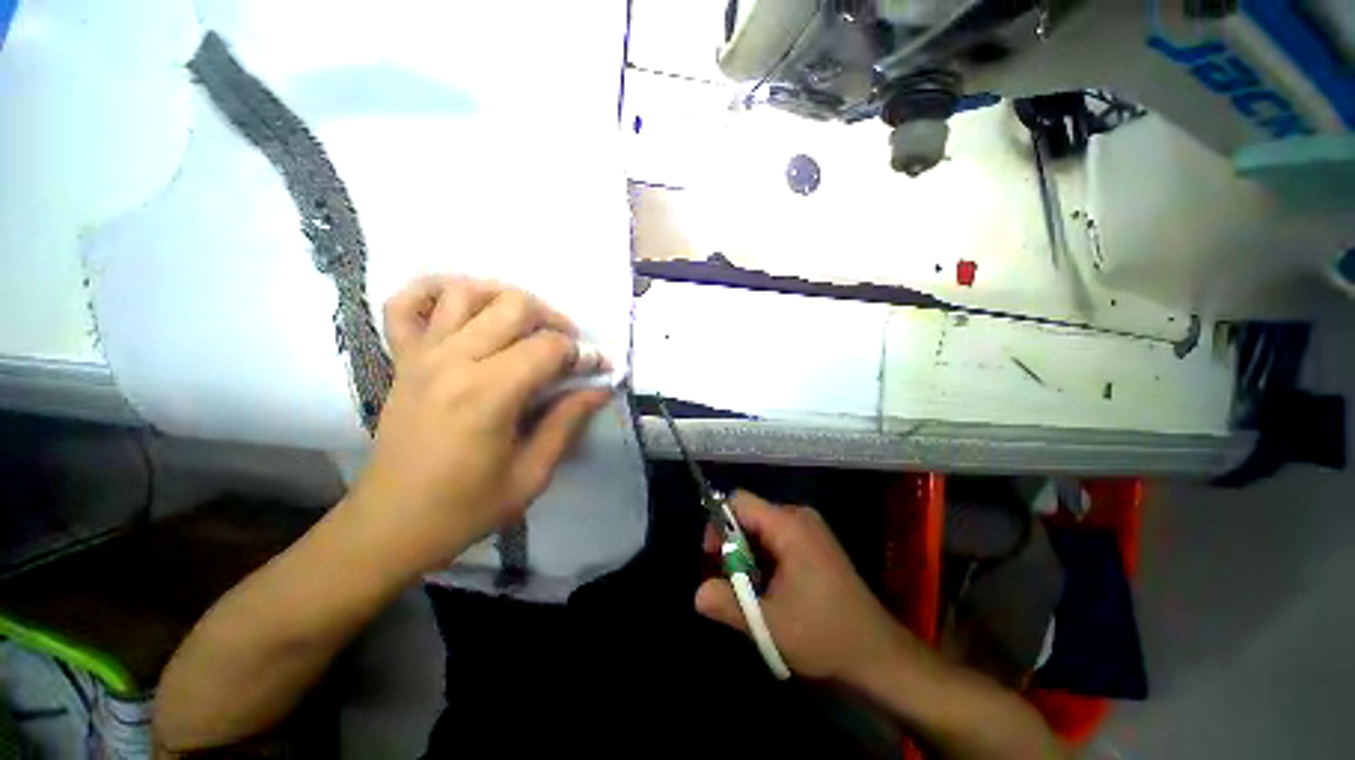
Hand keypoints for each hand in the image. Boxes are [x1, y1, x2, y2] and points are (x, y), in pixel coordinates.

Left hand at [342, 276, 611, 577]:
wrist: (391, 523)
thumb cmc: (465, 507)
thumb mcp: (532, 474)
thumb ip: (567, 422)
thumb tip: (601, 388)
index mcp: (487, 395)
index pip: (549, 348)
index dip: (584, 354)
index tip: (599, 368)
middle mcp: (452, 361)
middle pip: (514, 306)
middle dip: (555, 320)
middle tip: (570, 348)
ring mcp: (421, 355)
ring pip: (469, 293)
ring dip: (507, 299)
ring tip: (527, 325)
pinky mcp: (401, 358)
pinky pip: (406, 303)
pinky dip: (435, 290)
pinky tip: (463, 304)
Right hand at [695, 491, 909, 682]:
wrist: (878, 654)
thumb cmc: (824, 635)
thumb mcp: (769, 624)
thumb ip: (727, 604)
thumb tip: (696, 593)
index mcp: (788, 525)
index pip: (739, 501)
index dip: (718, 523)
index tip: (713, 557)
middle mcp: (799, 517)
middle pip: (749, 515)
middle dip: (733, 545)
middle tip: (732, 583)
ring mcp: (810, 529)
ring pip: (762, 528)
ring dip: (748, 555)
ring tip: (753, 591)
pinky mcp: (815, 542)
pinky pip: (777, 537)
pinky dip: (765, 558)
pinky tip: (772, 589)